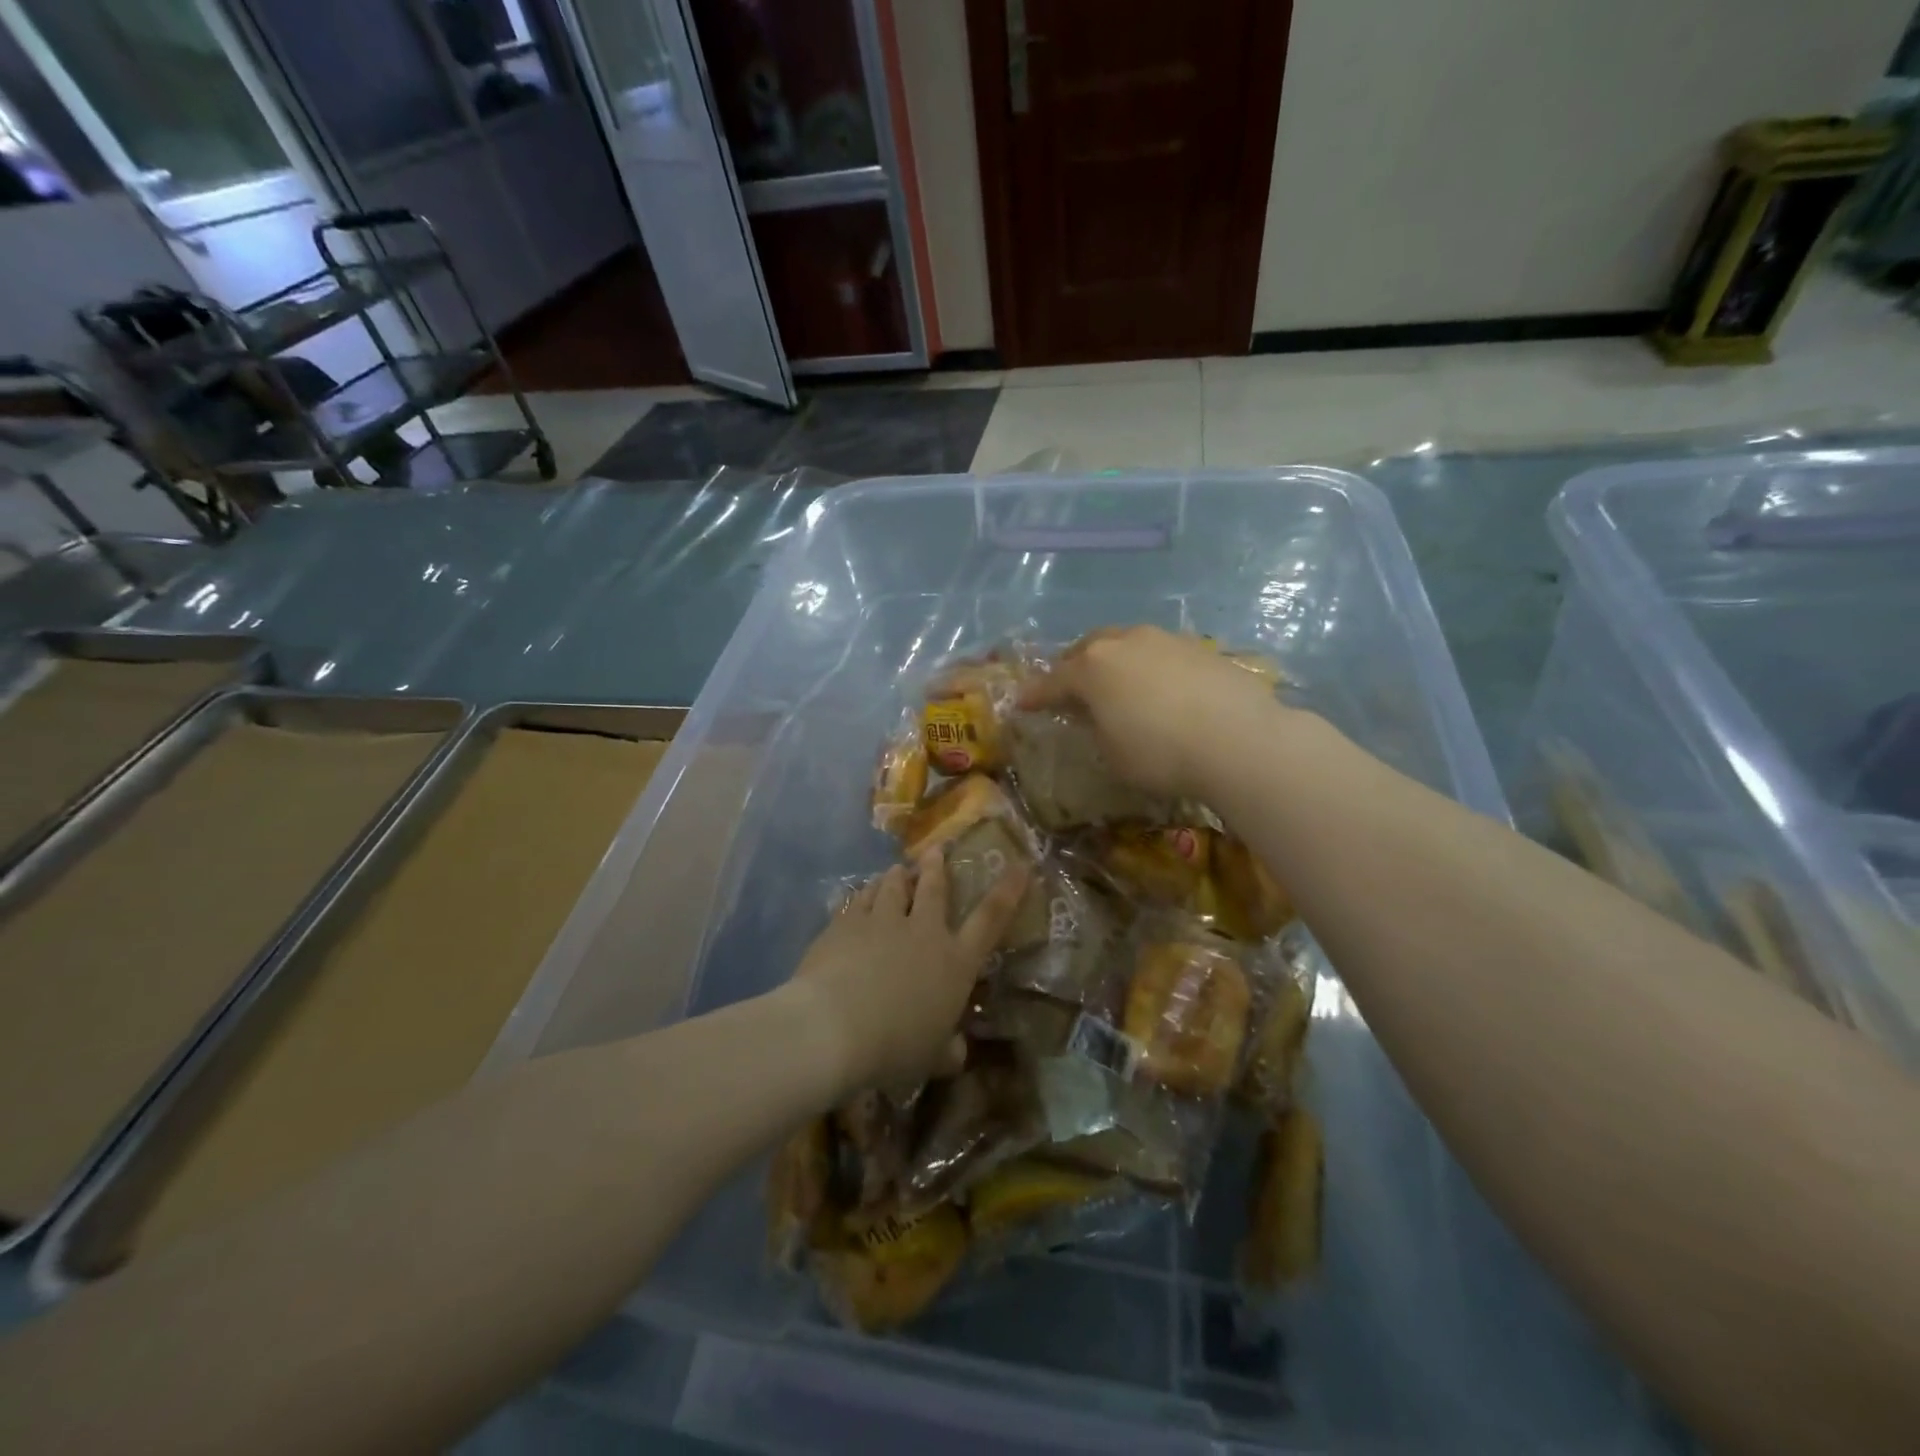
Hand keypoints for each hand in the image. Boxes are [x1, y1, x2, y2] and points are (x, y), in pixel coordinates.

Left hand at [788, 852, 1028, 1089]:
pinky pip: (859, 900)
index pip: (990, 919)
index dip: (1008, 891)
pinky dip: (864, 894)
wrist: (836, 1026)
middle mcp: (924, 932)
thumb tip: (957, 1052)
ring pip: (893, 887)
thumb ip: (947, 1050)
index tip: (1019, 865)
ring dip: (897, 877)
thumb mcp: (932, 1057)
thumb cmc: (895, 1047)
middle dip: (937, 867)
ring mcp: (883, 921)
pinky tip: (861, 893)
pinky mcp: (847, 922)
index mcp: (955, 962)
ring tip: (897, 869)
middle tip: (936, 850)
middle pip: (935, 889)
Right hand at [1020, 626, 1280, 800]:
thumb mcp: (1113, 755)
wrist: (1240, 740)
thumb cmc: (1162, 754)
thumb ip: (1095, 729)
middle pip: (1087, 649)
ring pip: (1126, 643)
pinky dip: (1149, 667)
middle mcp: (1124, 642)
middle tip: (1069, 687)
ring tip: (1116, 684)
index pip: (1052, 681)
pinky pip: (1159, 653)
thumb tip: (1097, 716)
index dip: (1035, 695)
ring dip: (1113, 661)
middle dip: (1072, 666)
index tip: (1022, 704)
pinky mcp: (1199, 647)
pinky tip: (1160, 688)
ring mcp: (1164, 639)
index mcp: (1092, 668)